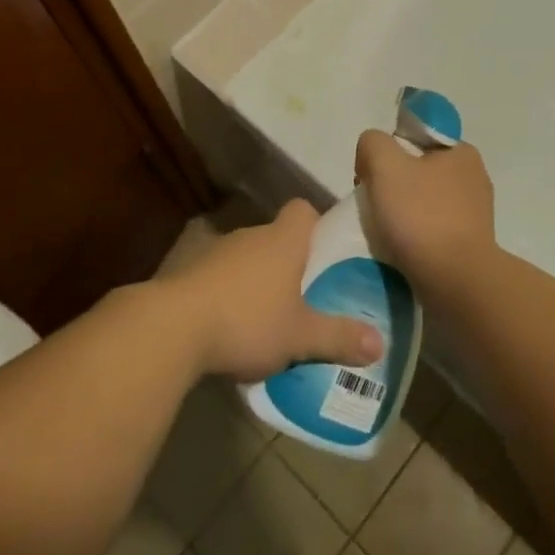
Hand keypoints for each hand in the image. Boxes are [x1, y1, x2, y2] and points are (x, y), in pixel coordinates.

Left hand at [162, 200, 383, 383]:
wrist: (174, 327)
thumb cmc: (248, 320)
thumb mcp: (300, 336)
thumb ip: (339, 337)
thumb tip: (381, 343)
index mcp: (282, 240)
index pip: (303, 210)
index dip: (316, 226)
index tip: (324, 253)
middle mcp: (250, 235)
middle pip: (276, 237)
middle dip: (289, 263)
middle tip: (304, 297)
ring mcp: (215, 250)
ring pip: (246, 258)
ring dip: (255, 280)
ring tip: (267, 318)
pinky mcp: (187, 271)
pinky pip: (218, 276)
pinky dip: (226, 294)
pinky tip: (229, 328)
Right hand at [354, 131, 498, 299]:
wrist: (456, 283)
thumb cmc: (422, 216)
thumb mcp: (385, 164)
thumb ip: (373, 143)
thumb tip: (372, 156)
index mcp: (462, 152)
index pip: (416, 138)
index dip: (390, 152)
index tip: (374, 176)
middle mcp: (474, 178)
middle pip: (418, 171)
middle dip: (393, 185)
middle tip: (374, 205)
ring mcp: (475, 215)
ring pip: (424, 203)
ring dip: (402, 214)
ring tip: (385, 232)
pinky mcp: (470, 246)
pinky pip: (433, 232)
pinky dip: (415, 238)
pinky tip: (401, 250)